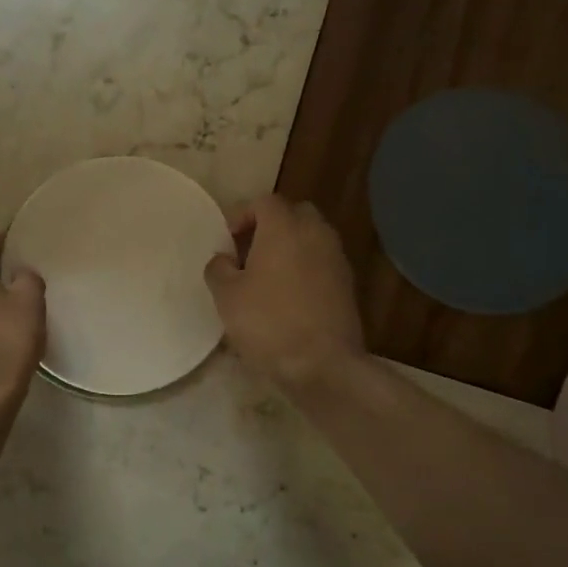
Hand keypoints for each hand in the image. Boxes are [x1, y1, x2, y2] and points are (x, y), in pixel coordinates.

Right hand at [204, 194, 366, 392]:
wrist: (323, 364)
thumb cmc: (268, 323)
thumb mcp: (227, 296)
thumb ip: (219, 268)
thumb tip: (224, 259)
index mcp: (284, 228)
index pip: (265, 202)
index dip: (242, 214)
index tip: (228, 240)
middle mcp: (316, 233)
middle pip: (294, 213)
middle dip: (271, 225)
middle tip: (249, 251)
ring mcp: (337, 258)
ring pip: (312, 237)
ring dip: (290, 247)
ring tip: (267, 275)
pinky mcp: (348, 284)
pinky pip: (322, 261)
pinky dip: (305, 267)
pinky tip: (288, 295)